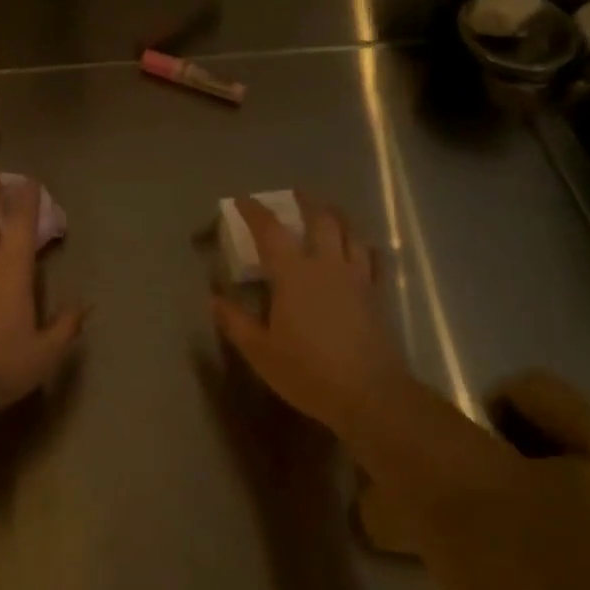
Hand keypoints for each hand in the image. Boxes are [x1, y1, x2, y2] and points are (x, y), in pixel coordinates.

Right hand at [210, 193, 408, 438]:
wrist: (370, 395)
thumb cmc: (308, 371)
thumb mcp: (260, 351)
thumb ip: (235, 322)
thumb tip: (214, 298)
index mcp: (294, 274)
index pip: (271, 230)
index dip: (254, 211)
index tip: (242, 201)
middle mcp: (326, 265)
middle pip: (320, 219)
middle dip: (305, 201)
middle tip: (294, 194)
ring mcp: (356, 278)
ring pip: (350, 232)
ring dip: (336, 216)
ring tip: (327, 212)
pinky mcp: (375, 295)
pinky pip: (371, 258)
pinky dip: (362, 246)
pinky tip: (360, 249)